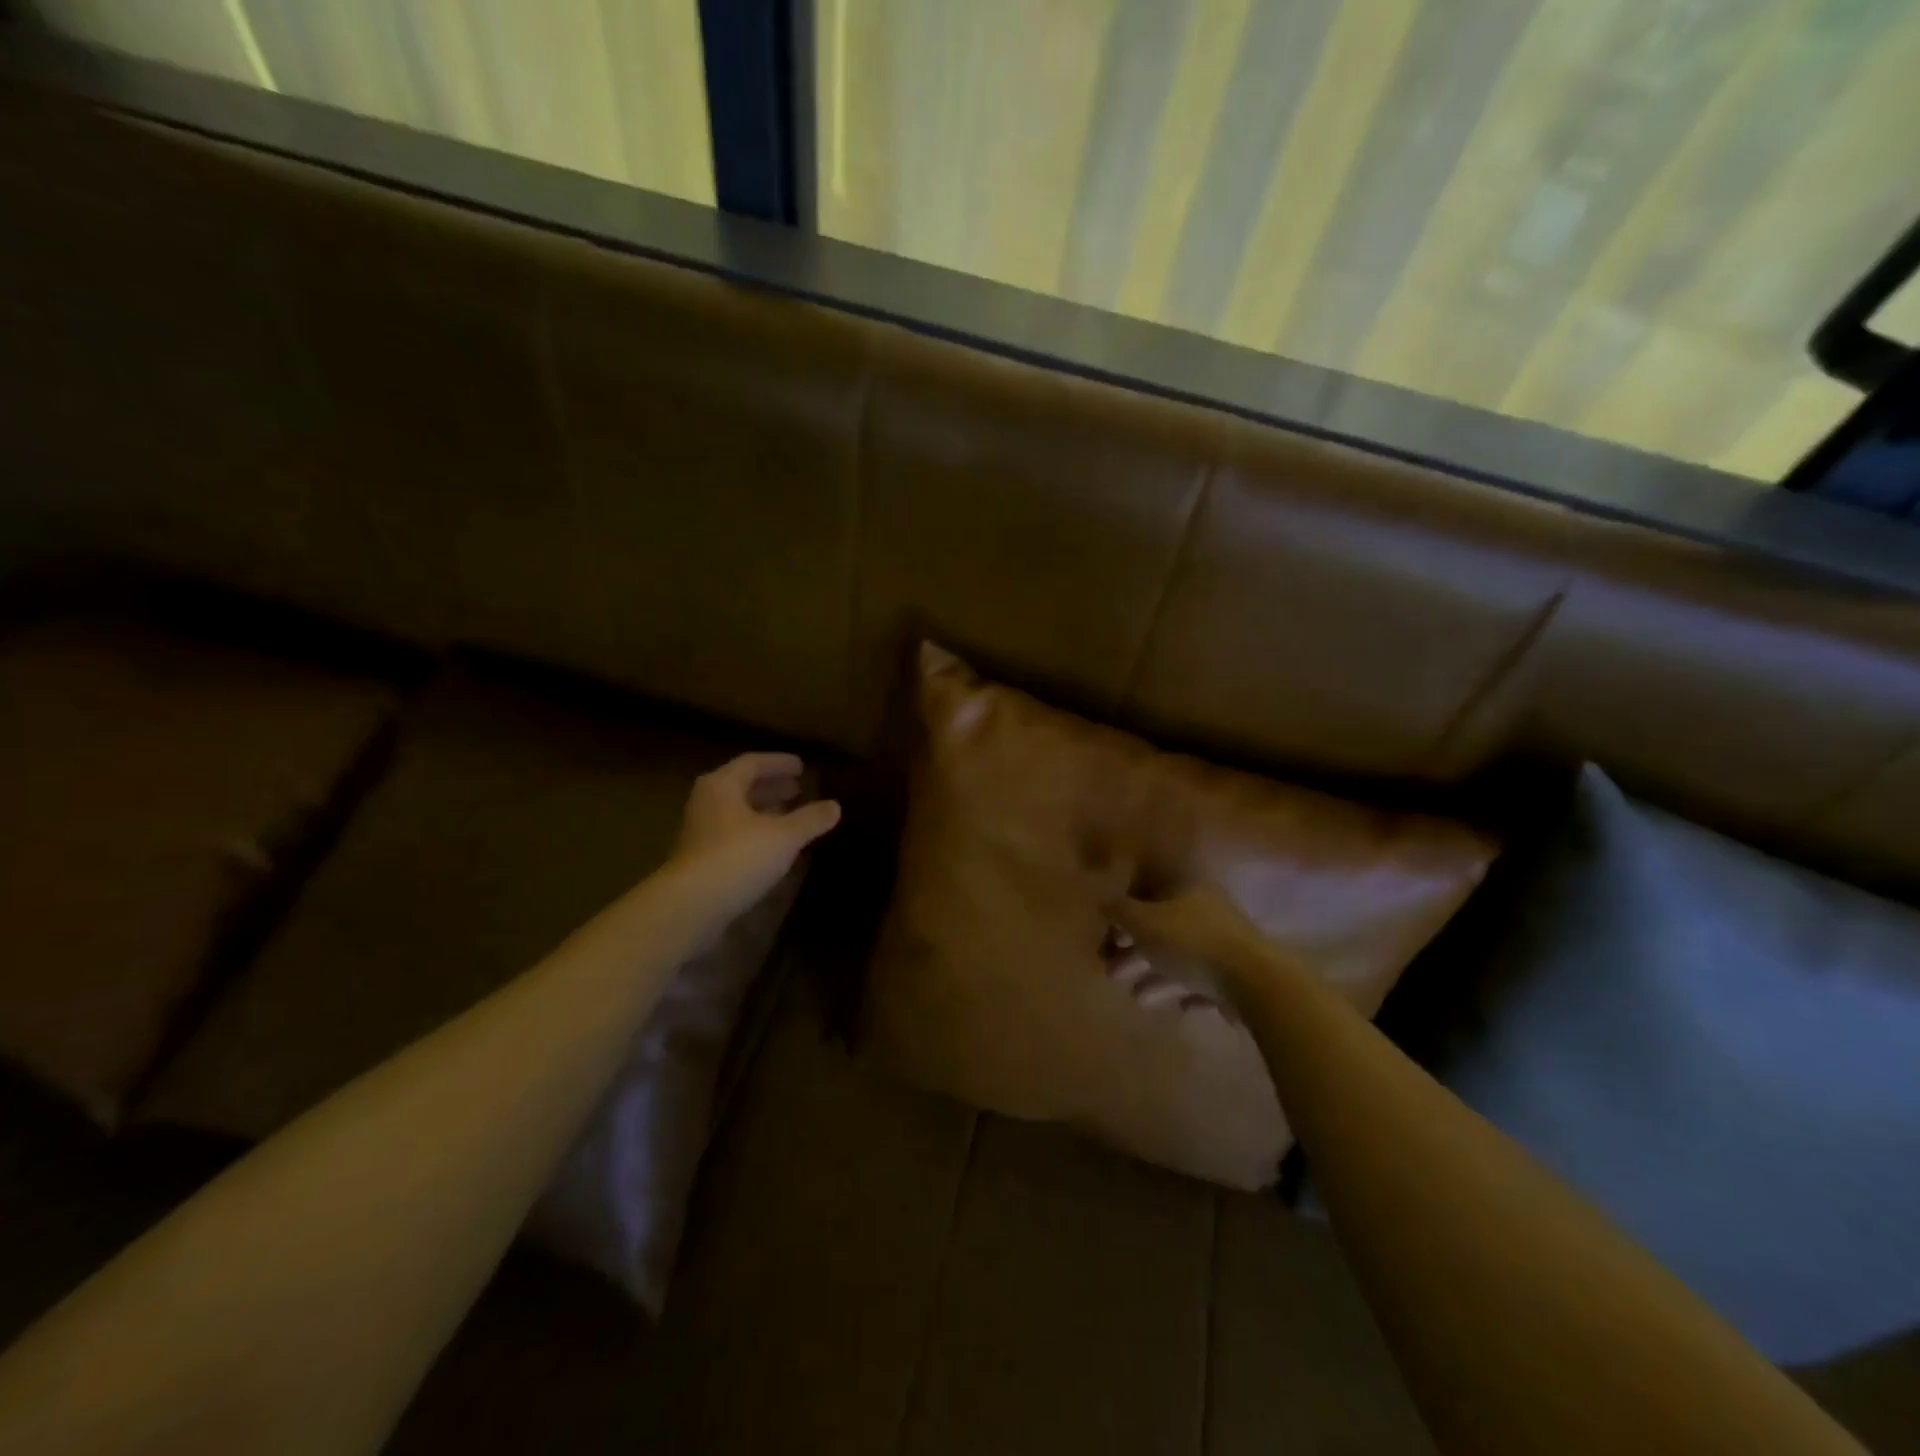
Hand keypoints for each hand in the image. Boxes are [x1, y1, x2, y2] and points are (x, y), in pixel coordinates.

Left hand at [670, 753, 840, 921]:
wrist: (691, 906)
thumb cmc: (738, 858)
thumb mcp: (784, 837)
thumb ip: (810, 819)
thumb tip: (835, 806)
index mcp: (722, 785)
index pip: (753, 763)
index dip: (779, 763)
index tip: (802, 767)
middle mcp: (706, 802)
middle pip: (741, 786)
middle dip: (771, 787)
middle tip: (798, 789)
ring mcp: (699, 831)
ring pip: (736, 812)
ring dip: (763, 811)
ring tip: (789, 815)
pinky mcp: (699, 858)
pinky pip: (732, 834)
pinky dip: (754, 832)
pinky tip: (772, 846)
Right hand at [1101, 883, 1267, 1016]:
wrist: (1255, 982)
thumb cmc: (1191, 942)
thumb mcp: (1144, 922)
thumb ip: (1119, 910)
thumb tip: (1103, 901)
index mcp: (1184, 886)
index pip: (1147, 887)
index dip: (1124, 908)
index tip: (1108, 933)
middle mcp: (1204, 908)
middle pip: (1160, 925)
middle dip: (1133, 948)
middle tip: (1110, 971)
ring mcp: (1223, 941)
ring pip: (1179, 954)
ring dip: (1154, 973)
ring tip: (1135, 998)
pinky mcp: (1236, 973)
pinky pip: (1202, 978)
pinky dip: (1185, 989)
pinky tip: (1176, 1006)